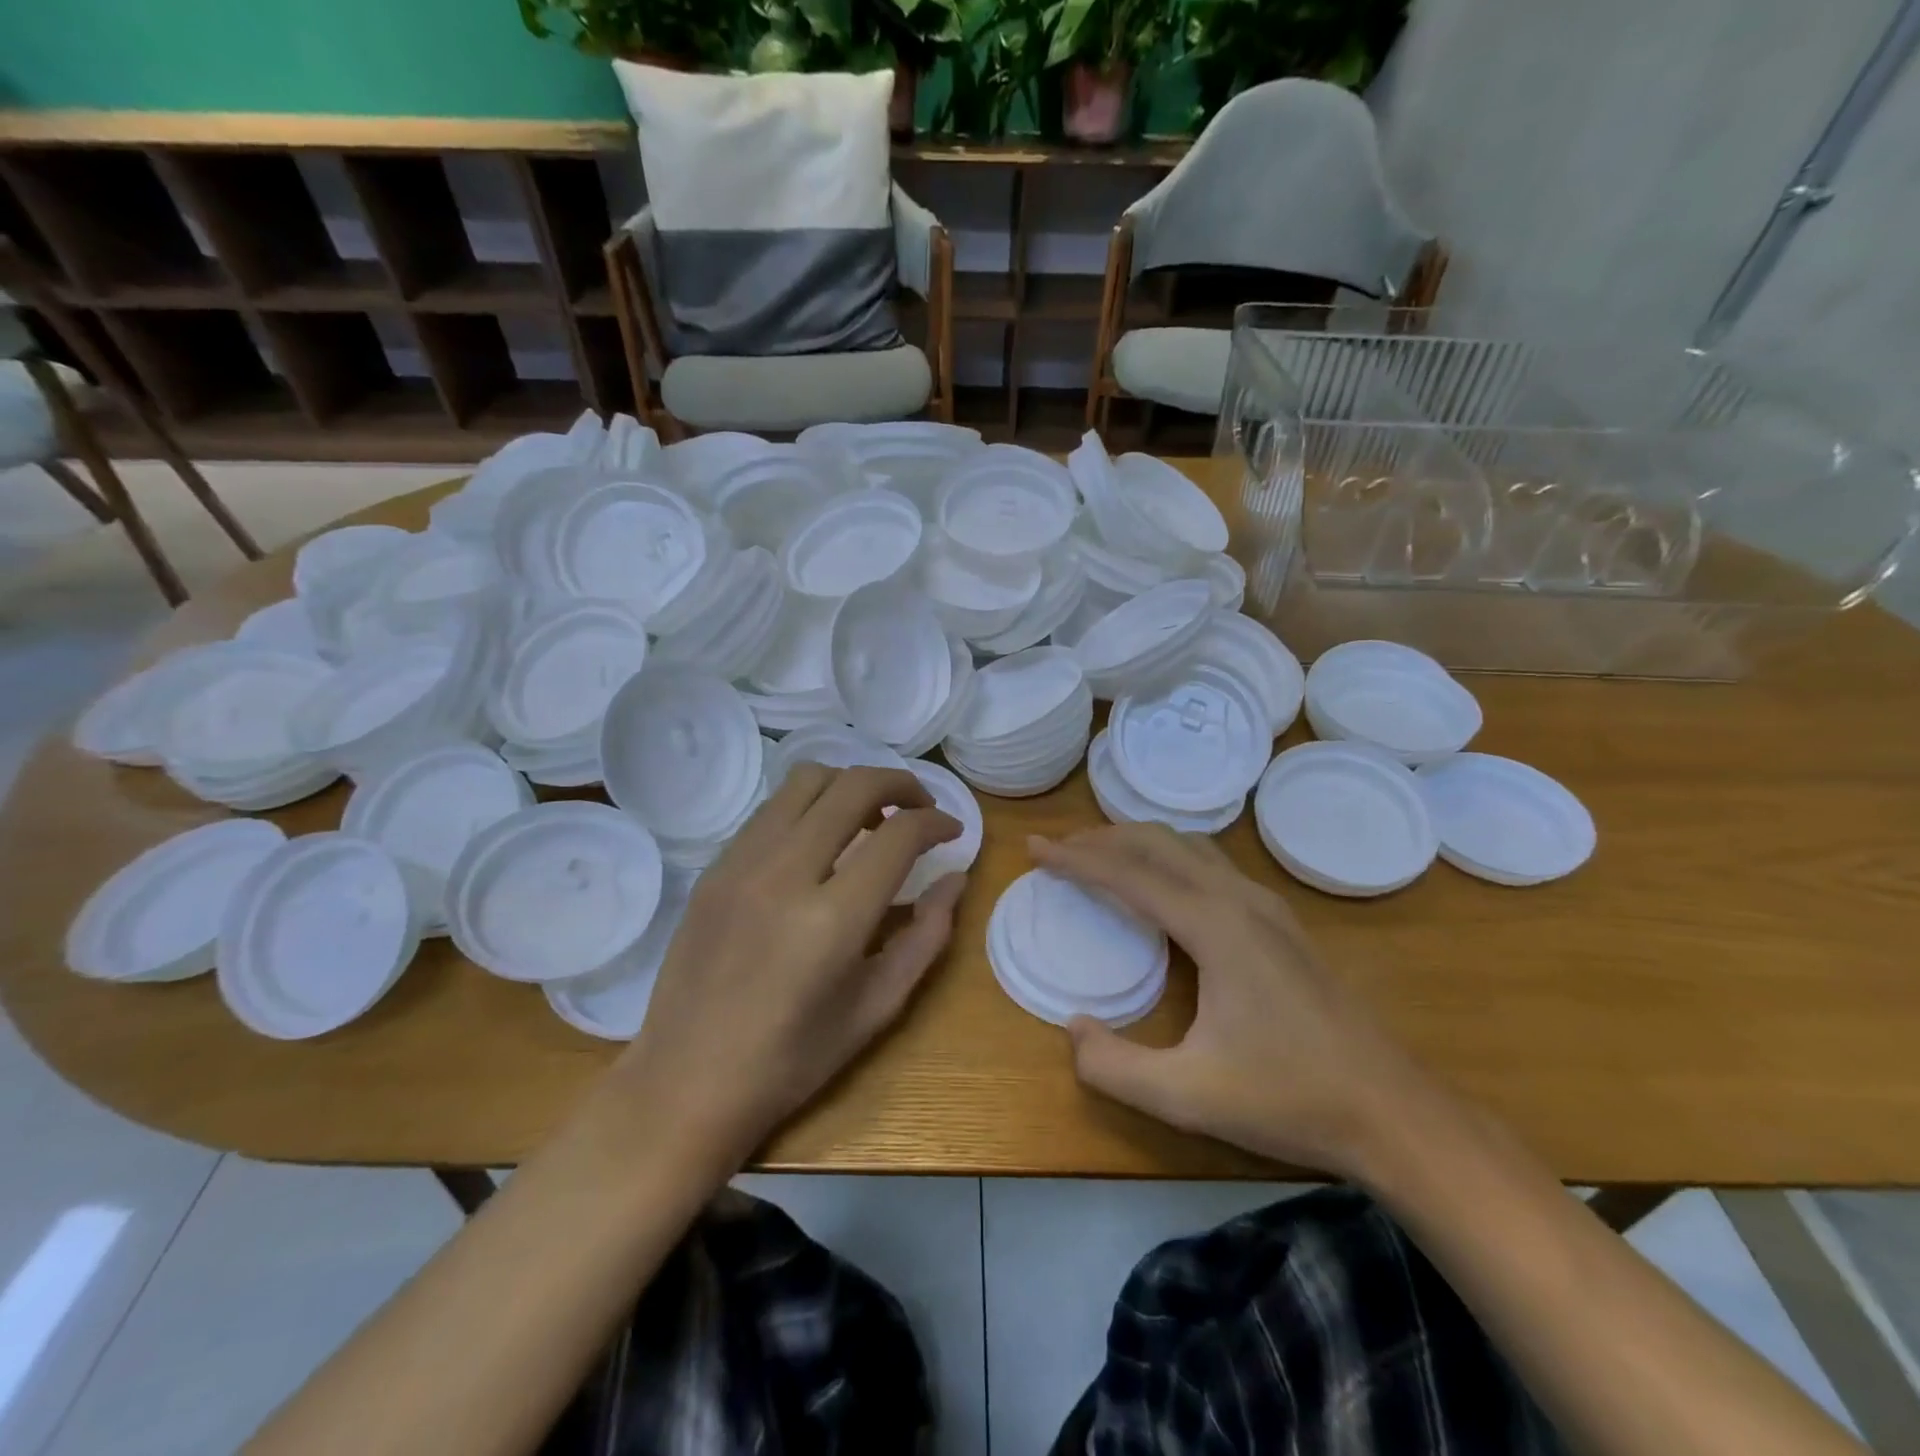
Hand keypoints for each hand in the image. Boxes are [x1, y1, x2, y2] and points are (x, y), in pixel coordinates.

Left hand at [615, 765, 964, 1164]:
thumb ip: (927, 936)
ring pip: (807, 780)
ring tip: (871, 819)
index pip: (899, 834)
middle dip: (901, 784)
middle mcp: (785, 874)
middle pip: (854, 785)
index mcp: (832, 919)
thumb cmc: (791, 1061)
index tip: (952, 833)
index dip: (937, 823)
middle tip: (921, 809)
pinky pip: (772, 809)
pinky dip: (811, 806)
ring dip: (852, 785)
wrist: (684, 1082)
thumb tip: (955, 879)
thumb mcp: (877, 1007)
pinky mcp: (714, 867)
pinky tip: (821, 841)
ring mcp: (741, 863)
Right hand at [1032, 824, 1433, 1176]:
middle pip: (1159, 843)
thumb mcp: (1186, 1096)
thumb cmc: (1288, 1098)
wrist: (1391, 1110)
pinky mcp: (1280, 921)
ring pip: (1190, 847)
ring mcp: (1266, 906)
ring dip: (1138, 843)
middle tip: (1059, 850)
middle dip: (1103, 839)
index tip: (1035, 848)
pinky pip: (1210, 865)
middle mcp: (1239, 899)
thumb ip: (1114, 1066)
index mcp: (1214, 927)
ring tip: (1100, 857)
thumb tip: (1072, 1028)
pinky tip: (1160, 888)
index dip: (1076, 859)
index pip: (1130, 875)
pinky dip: (1169, 859)